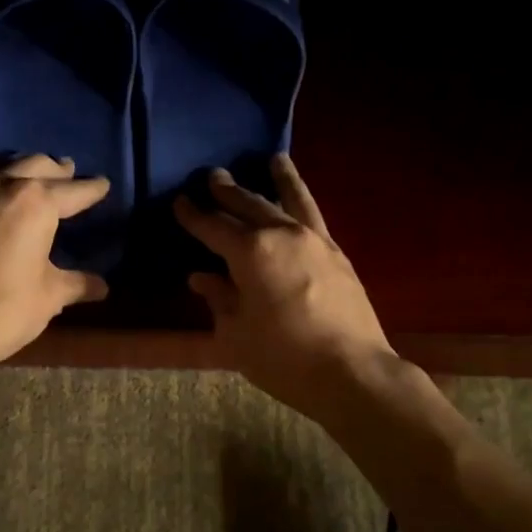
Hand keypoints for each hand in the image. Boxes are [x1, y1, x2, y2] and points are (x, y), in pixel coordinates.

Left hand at [0, 154, 110, 373]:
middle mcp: (2, 185)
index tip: (103, 184)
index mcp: (36, 203)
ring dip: (21, 166)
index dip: (92, 189)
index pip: (73, 190)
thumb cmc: (1, 311)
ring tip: (31, 175)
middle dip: (57, 170)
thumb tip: (101, 286)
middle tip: (69, 174)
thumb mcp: (48, 298)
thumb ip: (76, 284)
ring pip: (0, 164)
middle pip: (36, 164)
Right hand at [172, 155, 394, 419]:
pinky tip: (300, 202)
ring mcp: (315, 240)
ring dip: (279, 178)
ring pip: (292, 199)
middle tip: (213, 176)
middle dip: (229, 191)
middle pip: (250, 204)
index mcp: (250, 252)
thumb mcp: (235, 334)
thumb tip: (202, 277)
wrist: (351, 371)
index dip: (193, 215)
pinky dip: (303, 201)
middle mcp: (282, 234)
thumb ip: (219, 299)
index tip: (180, 201)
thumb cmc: (282, 357)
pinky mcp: (338, 254)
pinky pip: (315, 216)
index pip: (213, 227)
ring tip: (274, 159)